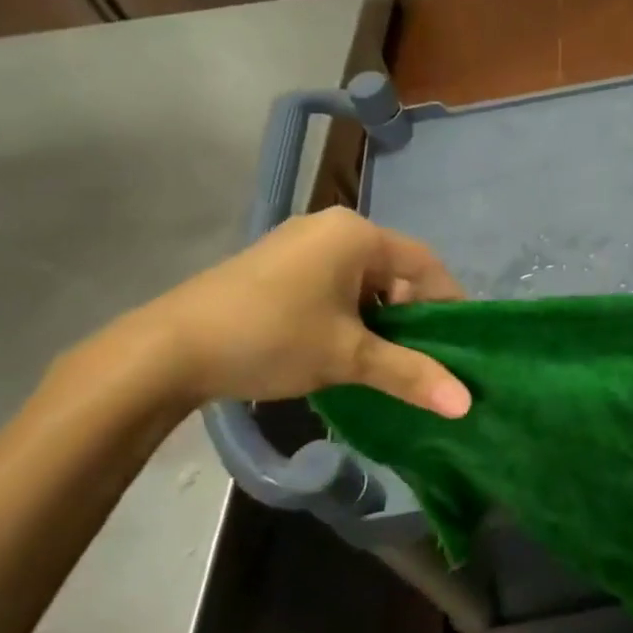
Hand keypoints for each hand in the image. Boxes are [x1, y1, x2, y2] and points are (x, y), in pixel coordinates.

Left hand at [135, 208, 471, 413]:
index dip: (449, 304)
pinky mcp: (278, 266)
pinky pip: (334, 286)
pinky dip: (350, 316)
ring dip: (381, 320)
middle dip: (412, 317)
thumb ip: (411, 374)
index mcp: (356, 234)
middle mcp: (332, 228)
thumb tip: (466, 405)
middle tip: (423, 360)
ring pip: (364, 282)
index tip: (460, 346)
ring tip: (386, 362)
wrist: (166, 350)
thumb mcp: (348, 357)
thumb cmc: (271, 338)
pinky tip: (345, 350)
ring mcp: (300, 245)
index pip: (426, 264)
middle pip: (395, 271)